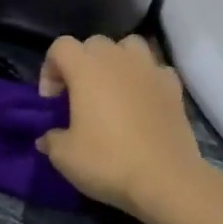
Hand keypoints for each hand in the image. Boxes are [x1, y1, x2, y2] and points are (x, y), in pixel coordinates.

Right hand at [37, 34, 206, 222]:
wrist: (165, 179)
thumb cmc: (108, 162)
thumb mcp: (64, 157)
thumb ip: (51, 140)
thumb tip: (48, 138)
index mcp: (86, 69)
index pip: (60, 46)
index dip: (50, 69)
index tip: (52, 101)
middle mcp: (118, 59)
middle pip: (94, 43)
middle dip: (82, 63)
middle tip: (79, 96)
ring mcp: (150, 70)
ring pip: (129, 47)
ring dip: (117, 62)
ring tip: (113, 90)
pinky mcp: (174, 87)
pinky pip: (155, 69)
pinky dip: (145, 79)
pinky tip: (142, 102)